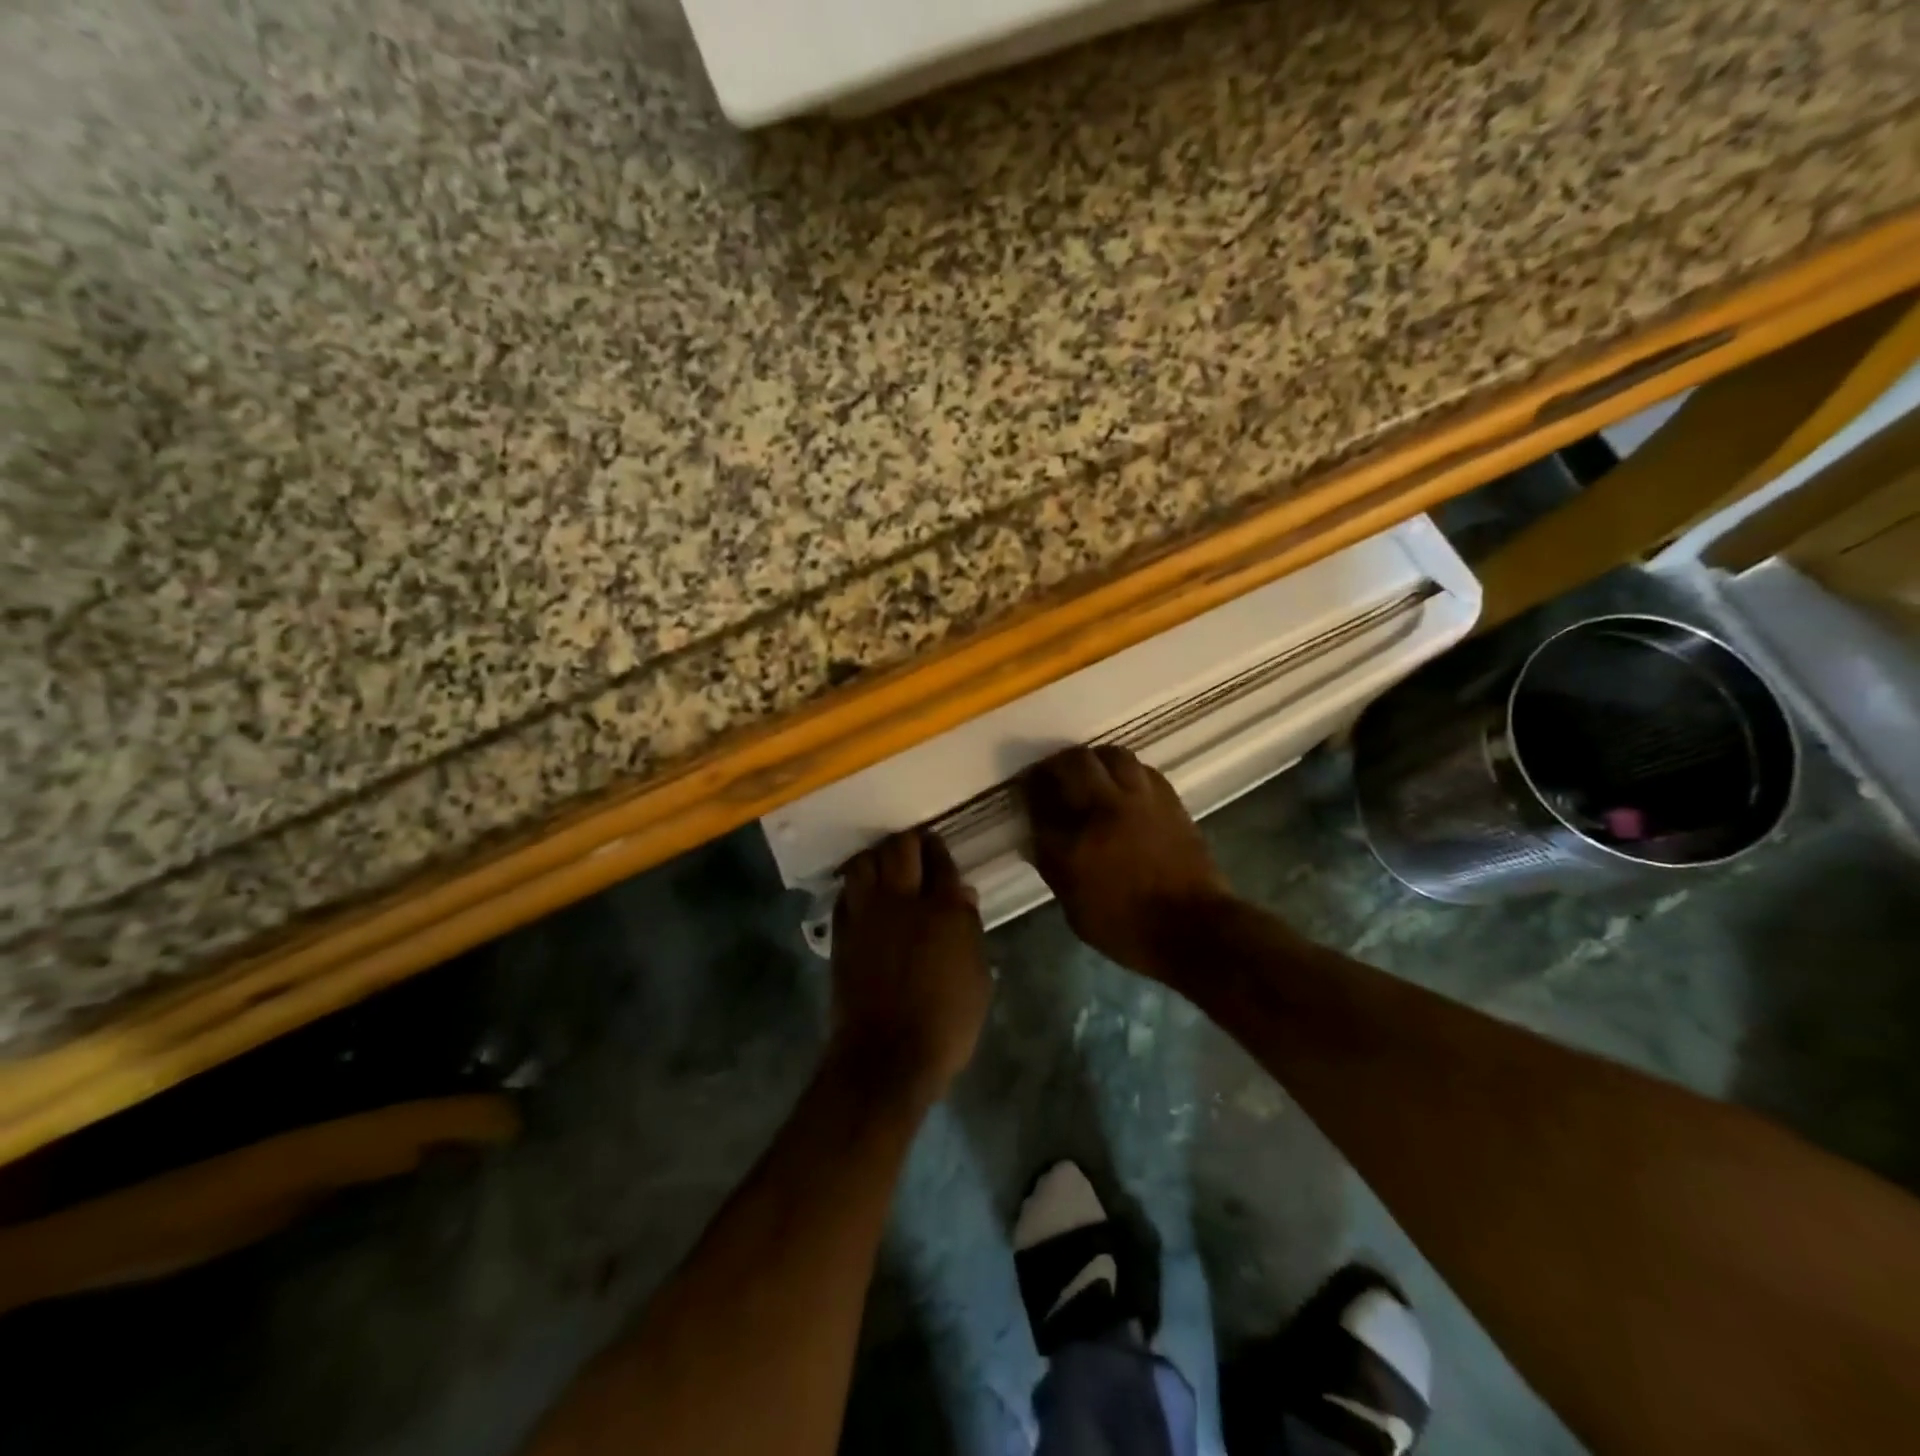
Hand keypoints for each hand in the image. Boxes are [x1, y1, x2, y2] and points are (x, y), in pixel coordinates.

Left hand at [829, 829, 991, 1102]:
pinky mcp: (843, 932)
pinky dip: (855, 886)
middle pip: (901, 848)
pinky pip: (845, 893)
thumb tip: (962, 896)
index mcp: (944, 910)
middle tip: (915, 847)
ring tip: (884, 865)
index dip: (940, 850)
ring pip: (865, 862)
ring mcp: (868, 914)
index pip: (942, 862)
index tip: (938, 847)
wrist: (886, 1057)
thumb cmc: (946, 1024)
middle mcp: (903, 901)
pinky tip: (863, 894)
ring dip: (876, 857)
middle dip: (910, 842)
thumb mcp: (977, 980)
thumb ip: (970, 932)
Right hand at [1021, 745, 1234, 980]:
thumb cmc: (1127, 928)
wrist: (1193, 928)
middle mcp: (1103, 811)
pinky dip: (1124, 770)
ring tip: (1088, 772)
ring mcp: (1139, 800)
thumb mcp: (1074, 909)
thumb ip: (1053, 867)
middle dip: (1055, 764)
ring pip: (1110, 755)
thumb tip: (1040, 837)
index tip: (1025, 790)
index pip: (1039, 800)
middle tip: (1051, 774)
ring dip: (1093, 759)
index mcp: (1072, 844)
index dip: (1028, 790)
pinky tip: (1121, 783)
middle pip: (1072, 763)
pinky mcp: (1168, 799)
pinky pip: (1141, 769)